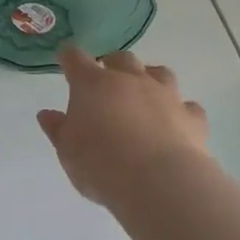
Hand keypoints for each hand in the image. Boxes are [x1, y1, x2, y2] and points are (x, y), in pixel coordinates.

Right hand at [36, 48, 211, 210]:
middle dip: (112, 64)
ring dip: (150, 78)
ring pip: (159, 73)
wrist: (158, 182)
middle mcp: (130, 80)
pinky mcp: (192, 116)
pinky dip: (180, 111)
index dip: (68, 57)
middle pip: (121, 58)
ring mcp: (165, 95)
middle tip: (106, 79)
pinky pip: (187, 106)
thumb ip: (58, 130)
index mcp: (92, 84)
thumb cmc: (100, 164)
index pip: (75, 58)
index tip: (64, 58)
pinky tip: (176, 123)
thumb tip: (47, 114)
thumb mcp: (67, 152)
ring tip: (145, 93)